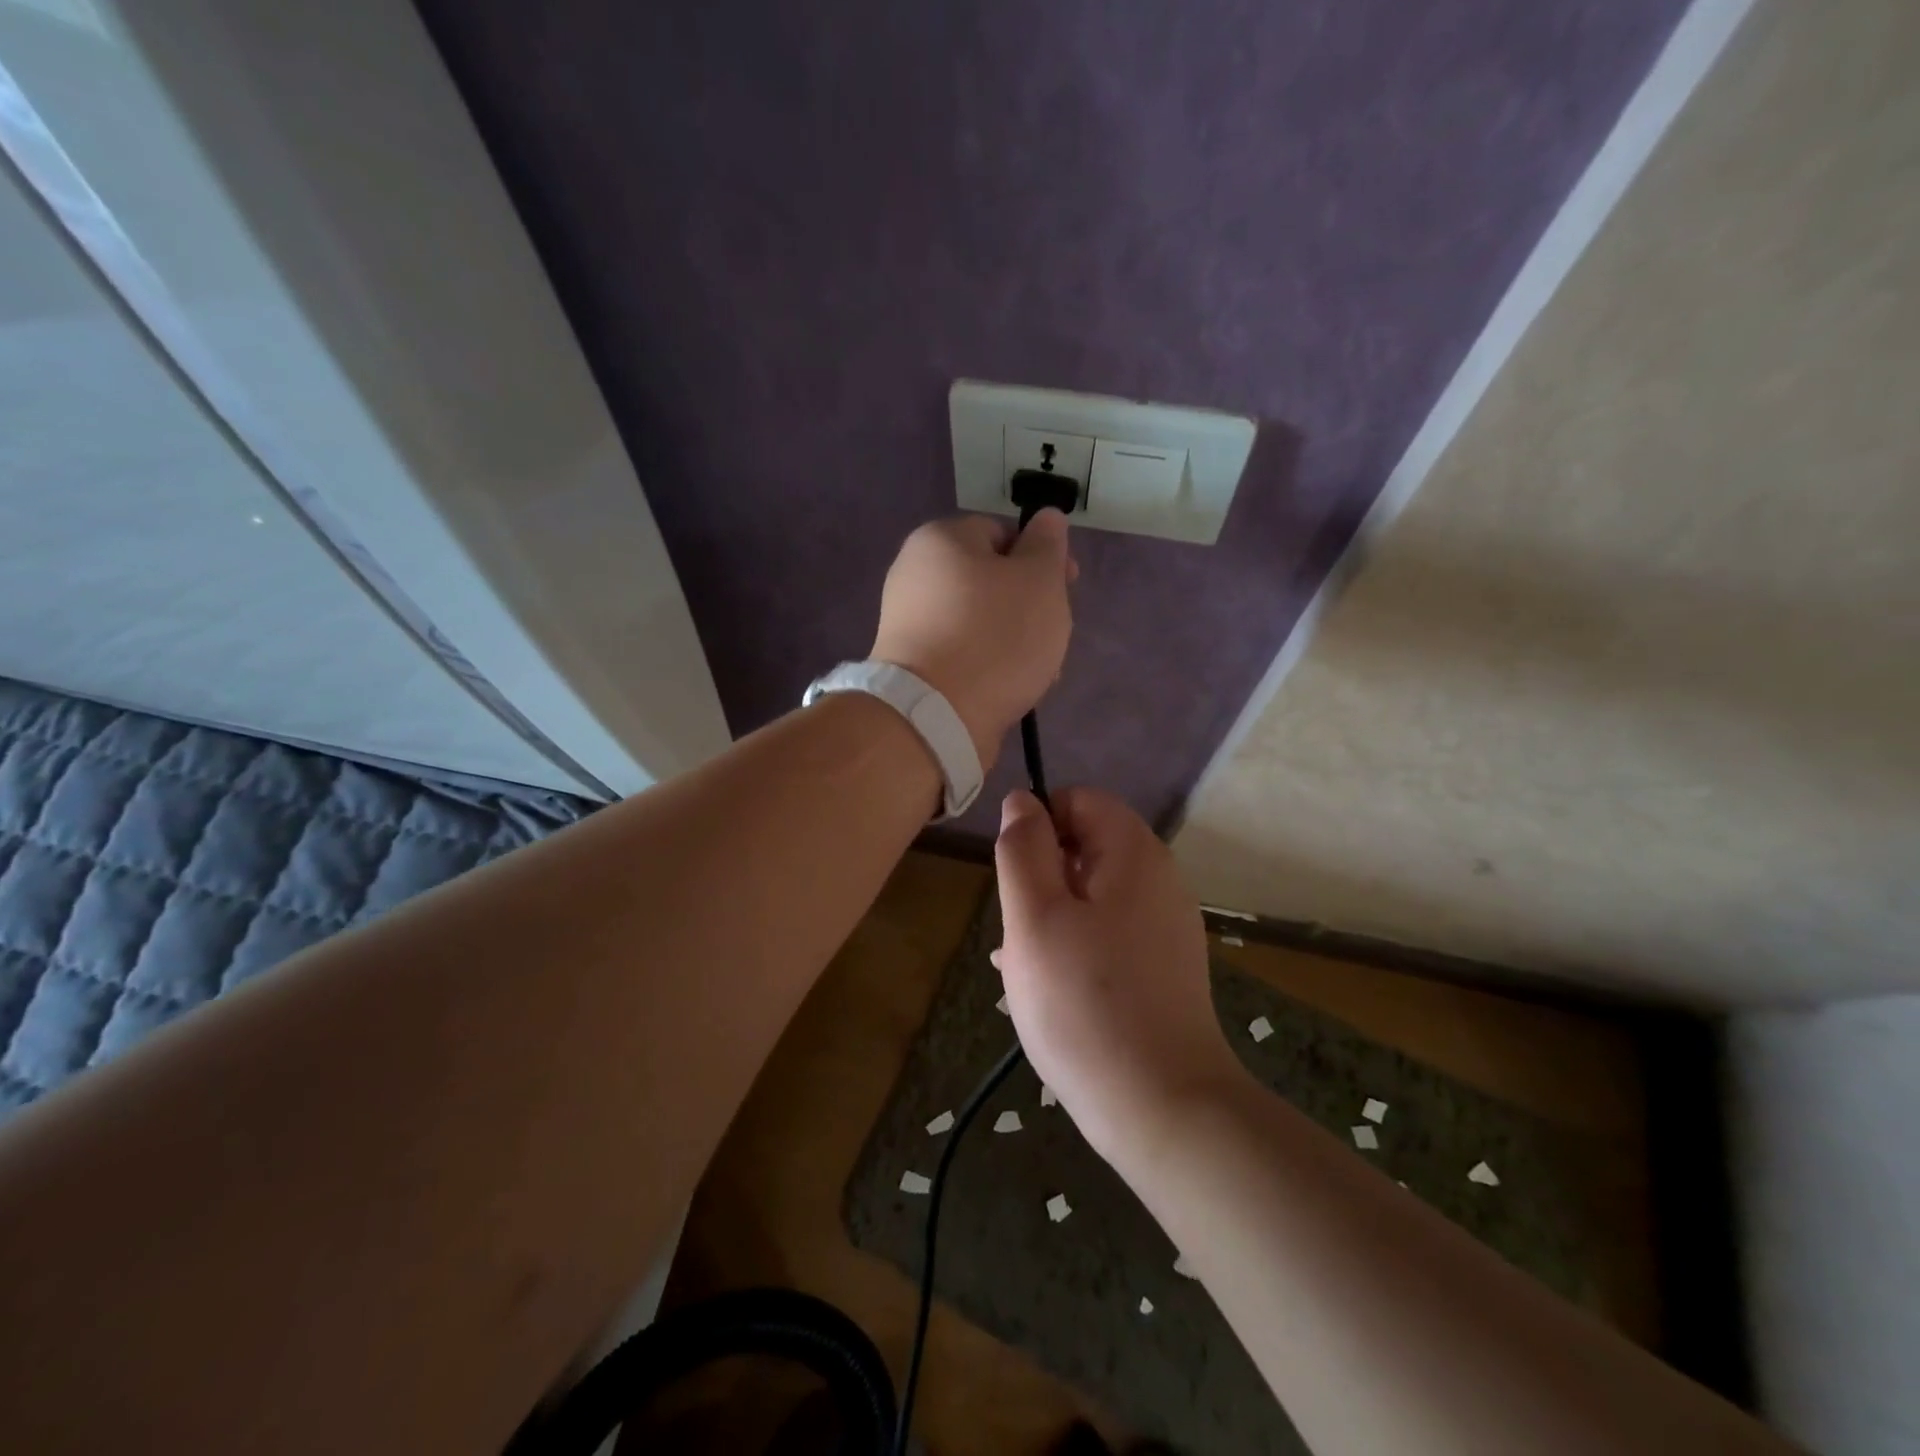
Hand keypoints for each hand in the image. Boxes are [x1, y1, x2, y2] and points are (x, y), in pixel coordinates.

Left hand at [870, 512, 1074, 770]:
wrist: (935, 717)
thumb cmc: (995, 636)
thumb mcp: (1038, 580)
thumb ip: (1047, 544)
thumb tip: (1047, 517)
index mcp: (940, 540)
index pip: (1002, 534)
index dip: (1041, 558)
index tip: (1067, 588)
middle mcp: (915, 575)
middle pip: (992, 583)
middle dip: (1030, 609)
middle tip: (1053, 636)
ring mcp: (909, 624)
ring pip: (981, 623)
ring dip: (1016, 643)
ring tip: (1038, 673)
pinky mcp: (913, 667)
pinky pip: (963, 655)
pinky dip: (990, 667)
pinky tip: (1012, 690)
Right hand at [992, 787, 1245, 1164]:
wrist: (1162, 1106)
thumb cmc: (1084, 1003)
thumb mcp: (1034, 917)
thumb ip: (1022, 848)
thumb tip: (1021, 801)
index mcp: (1134, 852)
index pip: (1078, 800)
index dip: (1038, 827)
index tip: (1016, 881)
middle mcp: (1159, 877)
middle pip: (1085, 845)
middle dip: (1042, 877)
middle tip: (1020, 933)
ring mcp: (1166, 923)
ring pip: (1091, 892)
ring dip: (1052, 915)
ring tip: (1026, 968)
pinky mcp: (1164, 963)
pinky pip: (1109, 930)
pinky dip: (1075, 943)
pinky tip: (1051, 987)